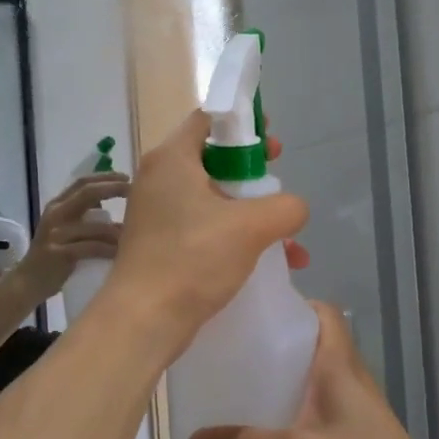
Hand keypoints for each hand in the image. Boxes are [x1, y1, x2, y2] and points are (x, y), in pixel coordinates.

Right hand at [15, 172, 129, 300]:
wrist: (28, 282)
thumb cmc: (54, 256)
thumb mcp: (66, 229)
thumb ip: (84, 216)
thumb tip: (113, 206)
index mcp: (57, 205)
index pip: (82, 183)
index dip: (106, 178)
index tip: (127, 177)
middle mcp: (55, 214)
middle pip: (87, 193)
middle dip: (113, 189)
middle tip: (134, 190)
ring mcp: (56, 234)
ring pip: (94, 226)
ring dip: (117, 229)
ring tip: (136, 231)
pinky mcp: (59, 253)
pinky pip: (91, 248)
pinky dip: (108, 249)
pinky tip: (121, 253)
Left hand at [102, 110, 307, 344]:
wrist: (144, 319)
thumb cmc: (193, 259)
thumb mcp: (251, 226)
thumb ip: (285, 207)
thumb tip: (294, 208)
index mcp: (171, 159)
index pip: (208, 120)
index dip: (243, 124)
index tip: (271, 144)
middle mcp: (159, 179)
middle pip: (214, 160)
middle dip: (254, 174)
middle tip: (279, 183)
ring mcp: (158, 214)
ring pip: (214, 200)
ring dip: (253, 214)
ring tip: (289, 240)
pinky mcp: (161, 244)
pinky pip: (205, 228)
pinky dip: (235, 237)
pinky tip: (271, 263)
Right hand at [189, 302, 438, 438]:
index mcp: (341, 367)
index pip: (324, 313)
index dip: (294, 303)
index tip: (254, 310)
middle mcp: (350, 381)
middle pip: (314, 345)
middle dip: (277, 342)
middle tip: (233, 349)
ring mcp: (355, 414)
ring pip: (315, 381)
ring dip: (285, 379)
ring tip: (240, 385)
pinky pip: (317, 414)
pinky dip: (293, 413)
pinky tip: (265, 432)